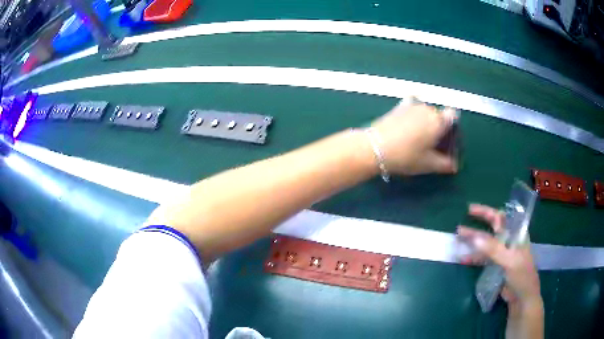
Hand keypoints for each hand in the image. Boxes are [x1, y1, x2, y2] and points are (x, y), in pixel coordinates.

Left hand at [370, 97, 457, 174]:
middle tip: (432, 142)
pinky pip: (411, 107)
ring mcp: (411, 106)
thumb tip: (454, 166)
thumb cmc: (406, 156)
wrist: (375, 147)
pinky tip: (407, 125)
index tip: (447, 137)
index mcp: (438, 121)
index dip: (452, 125)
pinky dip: (412, 114)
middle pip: (438, 114)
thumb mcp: (428, 164)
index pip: (453, 115)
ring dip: (425, 120)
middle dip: (438, 125)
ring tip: (417, 138)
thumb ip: (444, 164)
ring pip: (424, 111)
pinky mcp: (397, 107)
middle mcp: (427, 109)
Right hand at [457, 204, 542, 308]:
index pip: (501, 218)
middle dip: (476, 227)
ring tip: (458, 241)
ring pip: (485, 245)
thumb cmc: (522, 275)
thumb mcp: (510, 261)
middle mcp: (508, 241)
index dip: (486, 212)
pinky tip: (463, 259)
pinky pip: (483, 259)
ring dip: (473, 243)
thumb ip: (493, 249)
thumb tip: (475, 238)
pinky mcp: (496, 266)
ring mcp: (502, 254)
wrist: (522, 297)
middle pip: (491, 230)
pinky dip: (474, 258)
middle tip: (460, 226)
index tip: (471, 210)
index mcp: (516, 234)